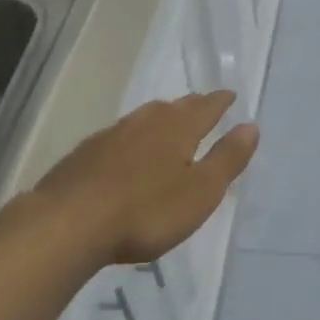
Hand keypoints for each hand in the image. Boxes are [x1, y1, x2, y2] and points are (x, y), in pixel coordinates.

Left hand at [33, 92, 257, 264]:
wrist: (68, 223)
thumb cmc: (146, 211)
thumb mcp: (200, 191)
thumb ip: (227, 159)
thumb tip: (251, 126)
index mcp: (178, 128)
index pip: (206, 108)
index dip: (220, 102)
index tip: (230, 95)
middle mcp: (146, 121)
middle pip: (175, 107)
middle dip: (192, 106)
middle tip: (203, 106)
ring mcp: (112, 135)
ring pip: (145, 118)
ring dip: (161, 118)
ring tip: (169, 123)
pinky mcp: (85, 153)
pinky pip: (119, 135)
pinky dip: (133, 137)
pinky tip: (127, 151)